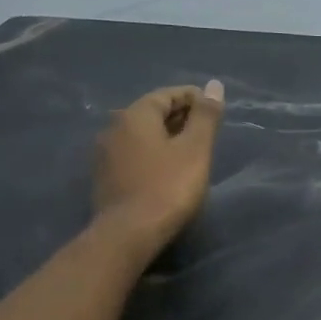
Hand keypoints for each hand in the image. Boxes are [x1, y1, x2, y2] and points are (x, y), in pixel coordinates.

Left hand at [93, 80, 224, 244]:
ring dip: (166, 136)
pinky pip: (134, 154)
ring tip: (191, 151)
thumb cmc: (168, 187)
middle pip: (152, 113)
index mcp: (135, 115)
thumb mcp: (196, 149)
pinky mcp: (105, 178)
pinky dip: (153, 153)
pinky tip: (168, 169)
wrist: (128, 234)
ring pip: (142, 135)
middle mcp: (114, 127)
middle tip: (207, 131)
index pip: (167, 94)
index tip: (215, 110)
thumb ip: (206, 116)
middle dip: (180, 116)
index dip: (194, 98)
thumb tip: (215, 85)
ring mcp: (105, 154)